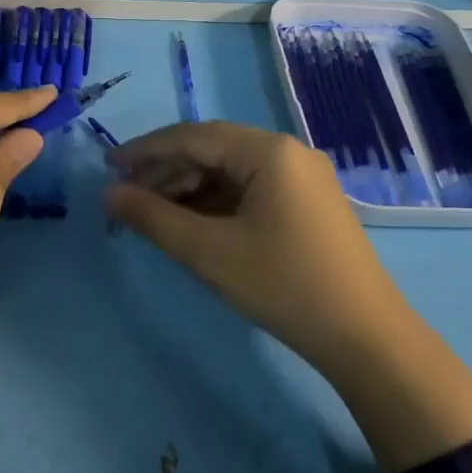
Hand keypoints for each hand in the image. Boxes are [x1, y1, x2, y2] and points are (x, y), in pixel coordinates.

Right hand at [105, 121, 471, 472]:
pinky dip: (218, 201)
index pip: (193, 136)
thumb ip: (152, 218)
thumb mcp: (207, 252)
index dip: (145, 150)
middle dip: (166, 170)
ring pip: (232, 170)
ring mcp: (303, 177)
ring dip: (190, 187)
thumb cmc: (282, 285)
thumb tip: (109, 194)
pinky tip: (194, 222)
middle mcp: (289, 152)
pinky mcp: (308, 202)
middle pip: (213, 149)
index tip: (107, 166)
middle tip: (127, 196)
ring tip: (153, 212)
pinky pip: (252, 188)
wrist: (364, 335)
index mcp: (268, 150)